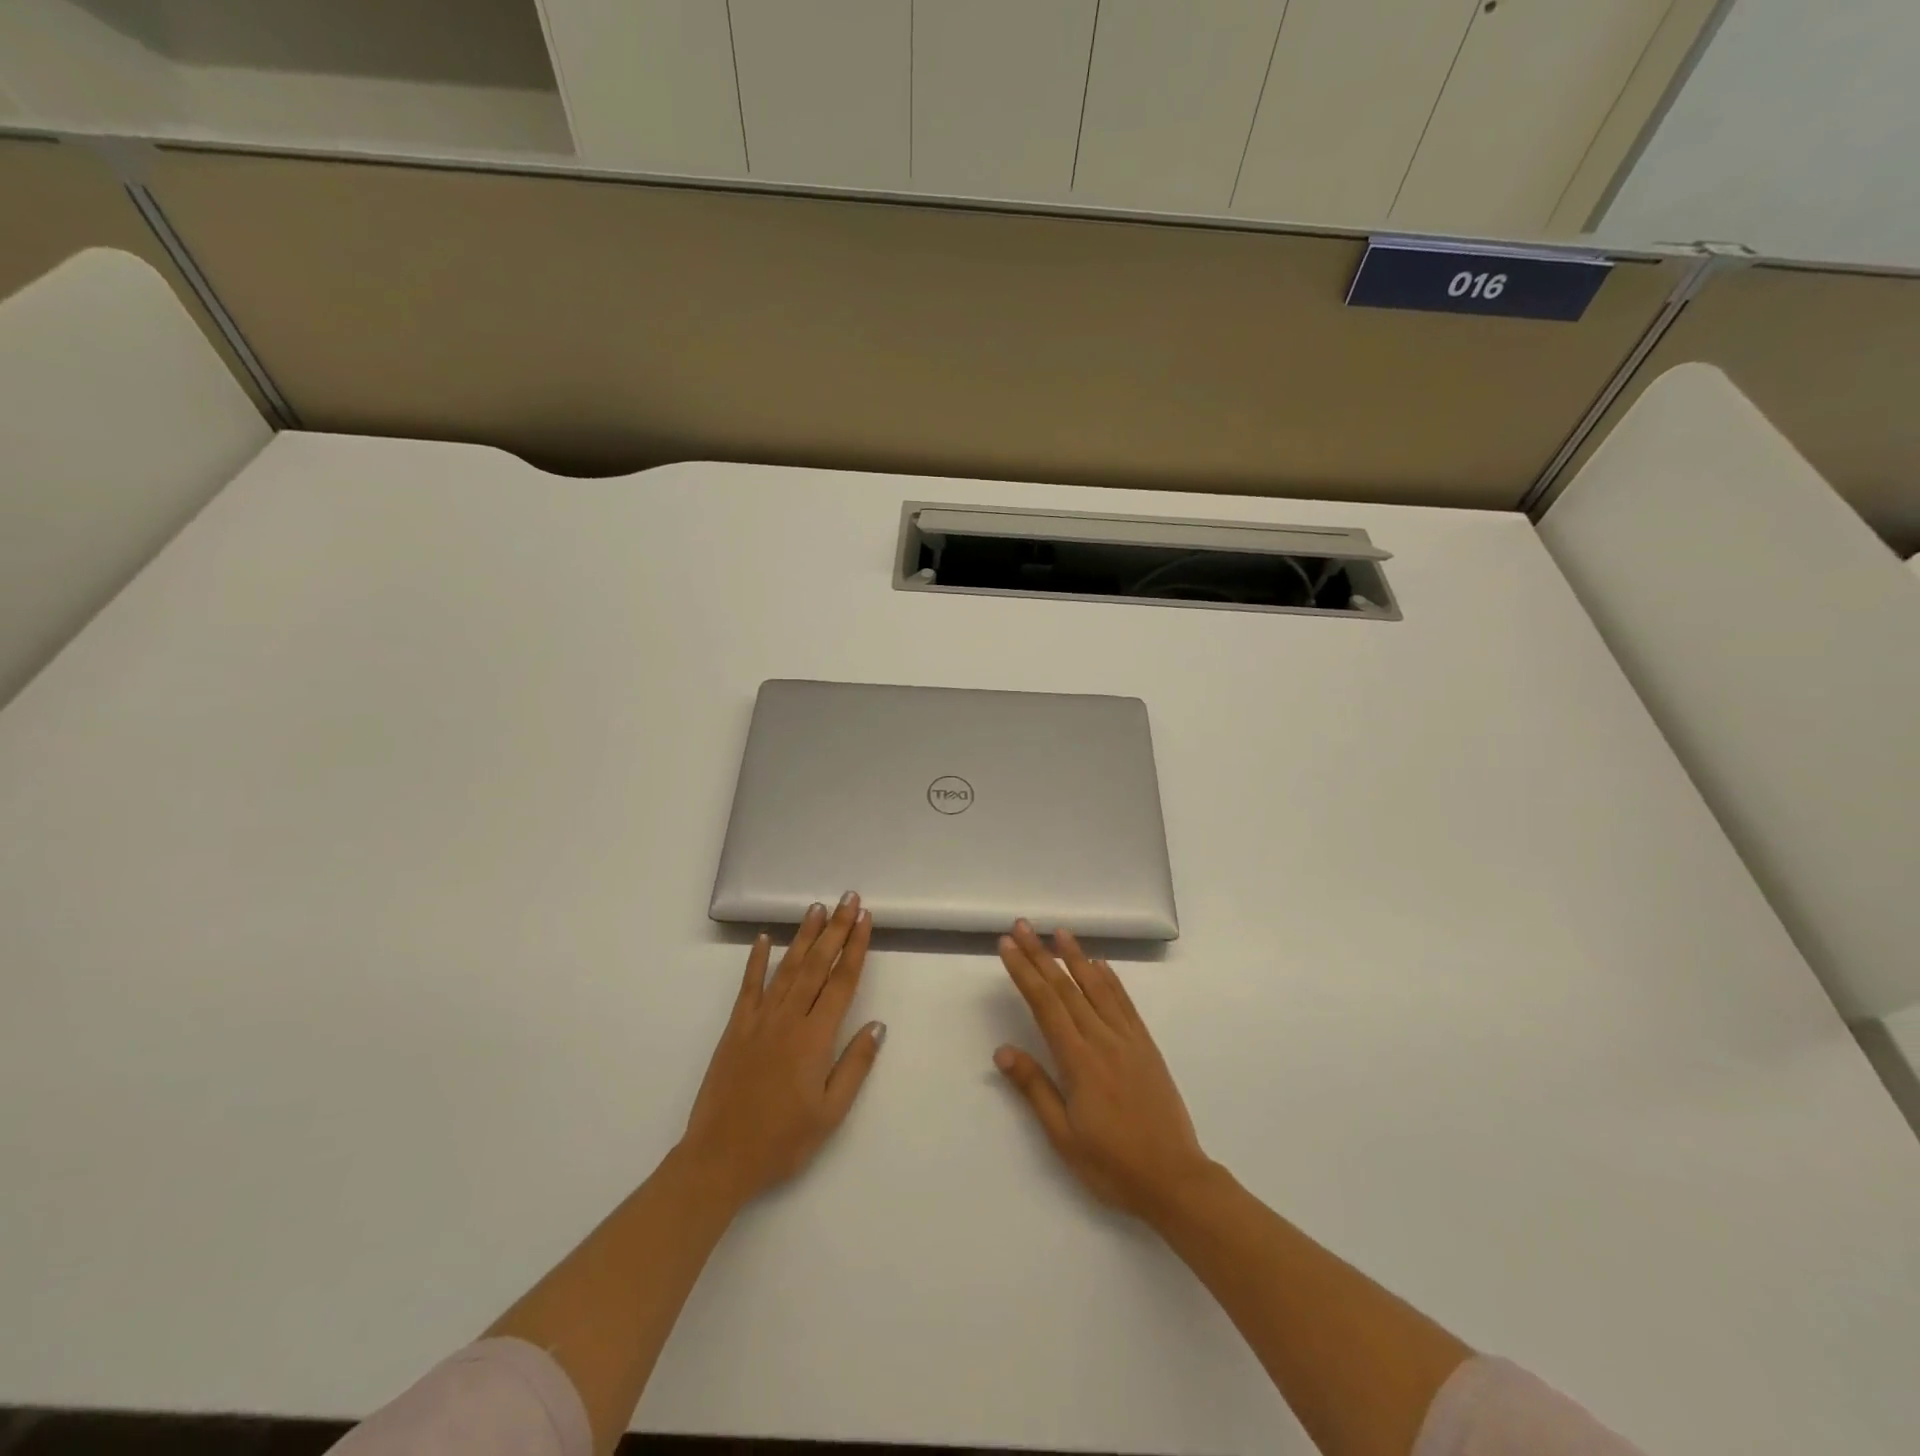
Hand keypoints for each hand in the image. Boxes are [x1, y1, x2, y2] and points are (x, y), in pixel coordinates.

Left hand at [681, 893, 884, 1207]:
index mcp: (815, 1038)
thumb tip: (877, 1025)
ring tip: (818, 908)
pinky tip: (765, 938)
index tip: (865, 919)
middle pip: (817, 965)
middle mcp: (788, 1019)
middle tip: (849, 899)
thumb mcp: (830, 1113)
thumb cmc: (783, 1141)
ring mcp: (759, 1021)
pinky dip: (757, 960)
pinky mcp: (735, 1028)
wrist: (720, 1158)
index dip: (855, 948)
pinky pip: (749, 987)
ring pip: (786, 968)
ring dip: (804, 936)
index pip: (841, 982)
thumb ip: (855, 1065)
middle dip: (836, 929)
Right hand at [995, 920, 1211, 1219]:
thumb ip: (1035, 1088)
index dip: (1024, 971)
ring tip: (1059, 932)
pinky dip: (1110, 979)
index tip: (1008, 946)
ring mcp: (1128, 1039)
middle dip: (1040, 954)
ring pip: (1097, 987)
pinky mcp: (1146, 1045)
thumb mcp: (1064, 1136)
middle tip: (1022, 926)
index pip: (1045, 1004)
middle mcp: (1102, 1039)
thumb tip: (1003, 1051)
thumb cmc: (1112, 1165)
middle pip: (1066, 987)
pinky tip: (1099, 965)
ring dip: (1075, 956)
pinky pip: (1125, 1003)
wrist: (1175, 1180)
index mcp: (1078, 1061)